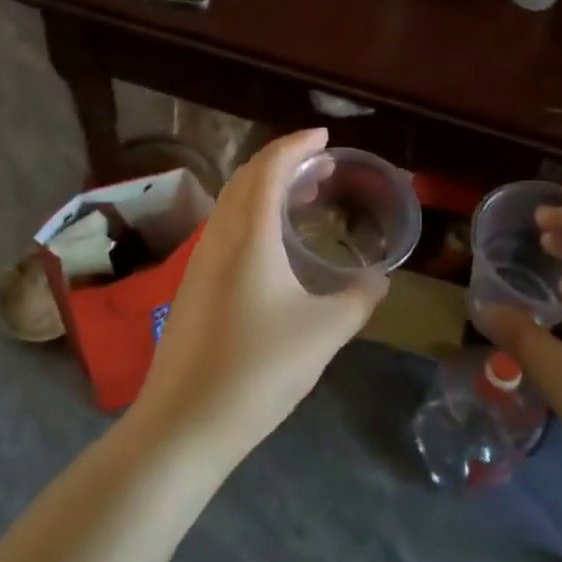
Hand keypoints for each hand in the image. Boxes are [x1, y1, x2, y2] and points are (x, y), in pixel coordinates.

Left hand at [130, 129, 387, 465]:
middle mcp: (218, 237)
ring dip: (266, 190)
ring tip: (304, 200)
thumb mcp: (323, 333)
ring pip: (233, 205)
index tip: (326, 138)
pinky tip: (274, 247)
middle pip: (246, 179)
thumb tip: (378, 279)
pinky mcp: (192, 287)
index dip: (297, 144)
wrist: (184, 423)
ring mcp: (199, 262)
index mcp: (248, 235)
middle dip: (284, 163)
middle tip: (323, 168)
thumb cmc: (258, 370)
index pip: (269, 167)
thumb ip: (358, 299)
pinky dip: (253, 217)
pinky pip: (226, 230)